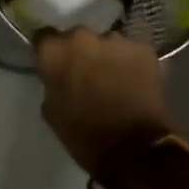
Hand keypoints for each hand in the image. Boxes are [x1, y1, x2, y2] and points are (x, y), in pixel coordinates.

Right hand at [36, 29, 175, 176]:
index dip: (51, 52)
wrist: (135, 151)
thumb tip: (59, 77)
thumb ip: (52, 84)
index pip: (44, 38)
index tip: (55, 64)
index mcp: (55, 52)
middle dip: (80, 52)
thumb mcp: (53, 112)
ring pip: (107, 43)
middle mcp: (82, 37)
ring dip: (107, 56)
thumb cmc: (85, 136)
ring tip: (115, 78)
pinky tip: (136, 82)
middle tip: (87, 73)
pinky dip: (132, 63)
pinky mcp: (144, 49)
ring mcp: (115, 40)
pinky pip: (133, 52)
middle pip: (77, 37)